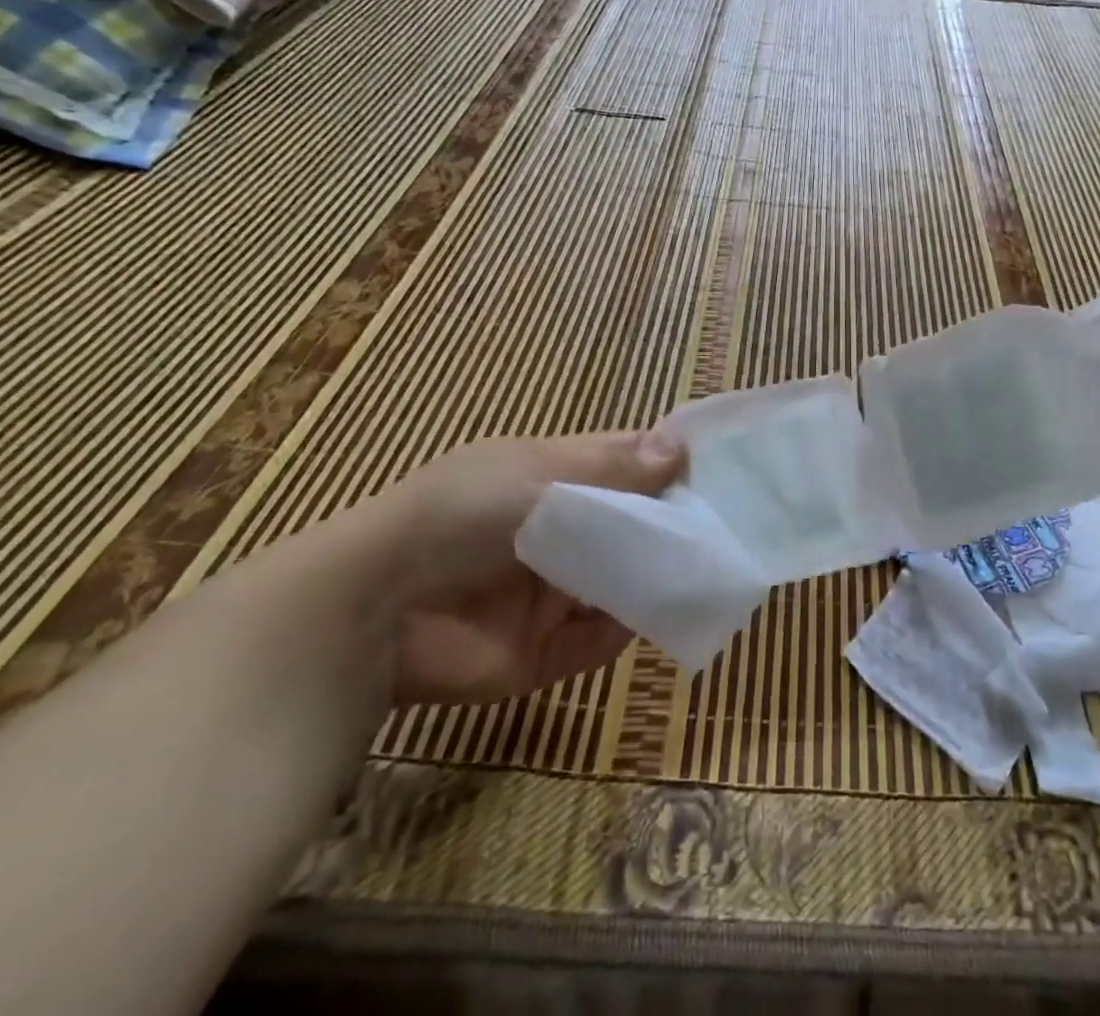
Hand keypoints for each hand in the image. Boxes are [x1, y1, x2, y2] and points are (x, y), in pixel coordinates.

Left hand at [322, 432, 684, 704]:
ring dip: (659, 576)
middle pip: (632, 525)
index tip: (719, 469)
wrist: (371, 611)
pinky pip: (602, 638)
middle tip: (729, 526)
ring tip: (708, 570)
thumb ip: (612, 467)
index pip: (624, 465)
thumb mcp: (536, 474)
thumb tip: (680, 447)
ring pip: (625, 581)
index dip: (667, 465)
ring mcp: (554, 592)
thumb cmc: (459, 514)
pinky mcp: (545, 651)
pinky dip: (629, 626)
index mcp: (553, 478)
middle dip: (673, 525)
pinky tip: (655, 611)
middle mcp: (561, 532)